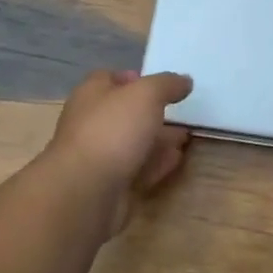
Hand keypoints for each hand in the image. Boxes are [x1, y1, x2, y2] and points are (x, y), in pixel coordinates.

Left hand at [43, 69, 193, 233]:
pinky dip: (157, 163)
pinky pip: (137, 169)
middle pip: (125, 113)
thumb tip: (184, 81)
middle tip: (182, 113)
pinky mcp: (109, 186)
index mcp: (92, 94)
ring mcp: (99, 157)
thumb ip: (167, 84)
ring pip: (133, 143)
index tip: (162, 85)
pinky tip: (177, 160)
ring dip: (158, 139)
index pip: (110, 78)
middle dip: (153, 112)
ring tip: (186, 137)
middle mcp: (91, 123)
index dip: (135, 78)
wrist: (85, 193)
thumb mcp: (147, 94)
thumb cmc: (112, 130)